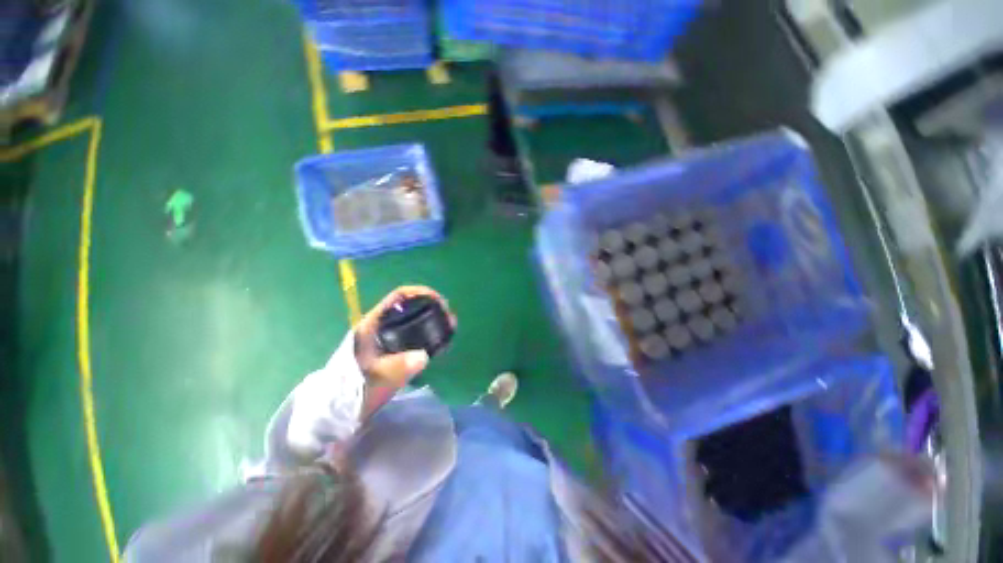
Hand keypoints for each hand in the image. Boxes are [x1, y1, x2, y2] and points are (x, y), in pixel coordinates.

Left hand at [354, 285, 455, 387]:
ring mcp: (386, 337)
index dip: (419, 293)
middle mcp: (380, 326)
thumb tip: (424, 356)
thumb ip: (397, 367)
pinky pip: (413, 333)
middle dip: (431, 306)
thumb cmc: (353, 391)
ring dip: (432, 319)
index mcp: (372, 324)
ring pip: (413, 320)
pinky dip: (428, 332)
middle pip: (409, 306)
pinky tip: (439, 339)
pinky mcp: (392, 349)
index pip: (398, 297)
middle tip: (449, 316)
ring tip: (450, 326)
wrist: (341, 410)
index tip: (438, 301)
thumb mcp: (376, 378)